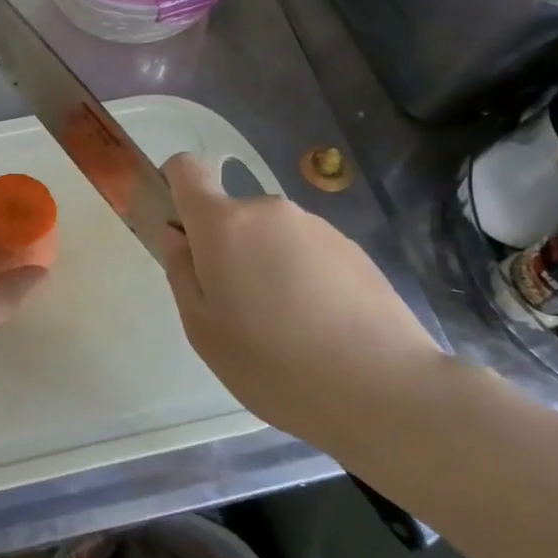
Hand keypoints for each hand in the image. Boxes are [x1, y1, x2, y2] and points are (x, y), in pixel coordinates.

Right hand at [159, 153, 441, 430]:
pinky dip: (302, 277)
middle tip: (237, 309)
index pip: (187, 169)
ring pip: (271, 235)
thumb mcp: (203, 330)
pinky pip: (307, 252)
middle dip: (225, 248)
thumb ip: (181, 272)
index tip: (179, 228)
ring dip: (266, 264)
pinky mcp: (353, 248)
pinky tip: (319, 327)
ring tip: (285, 326)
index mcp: (223, 224)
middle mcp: (269, 210)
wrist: (382, 389)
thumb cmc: (273, 364)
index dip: (174, 185)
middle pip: (231, 214)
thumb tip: (177, 236)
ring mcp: (316, 226)